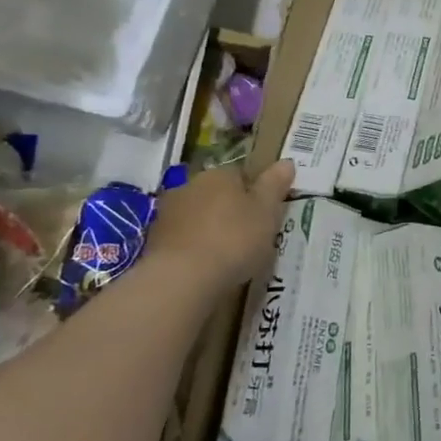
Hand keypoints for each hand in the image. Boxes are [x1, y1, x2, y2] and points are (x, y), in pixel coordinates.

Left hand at [146, 161, 294, 289]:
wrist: (182, 278)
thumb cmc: (234, 239)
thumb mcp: (267, 211)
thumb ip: (275, 185)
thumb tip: (287, 161)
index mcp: (220, 174)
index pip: (241, 175)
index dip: (255, 193)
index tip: (265, 214)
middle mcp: (190, 185)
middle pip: (216, 193)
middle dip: (229, 209)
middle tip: (248, 234)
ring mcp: (168, 213)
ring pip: (197, 215)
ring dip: (208, 227)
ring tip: (226, 254)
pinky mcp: (153, 240)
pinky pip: (182, 238)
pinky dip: (193, 247)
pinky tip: (204, 266)